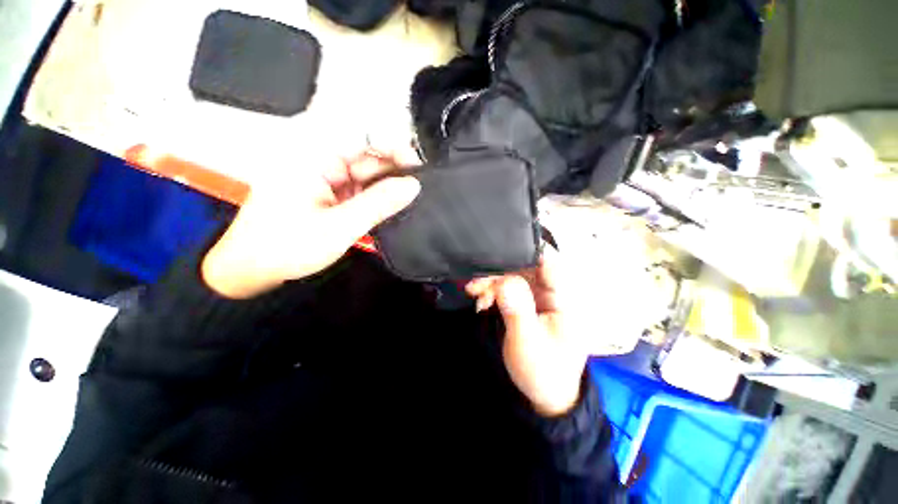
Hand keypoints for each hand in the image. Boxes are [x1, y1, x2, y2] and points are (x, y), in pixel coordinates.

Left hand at [202, 154, 419, 297]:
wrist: (252, 272)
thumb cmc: (288, 246)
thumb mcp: (340, 226)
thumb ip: (379, 203)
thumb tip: (413, 185)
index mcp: (315, 158)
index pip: (363, 140)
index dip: (394, 149)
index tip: (418, 167)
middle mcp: (320, 163)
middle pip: (367, 159)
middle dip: (394, 174)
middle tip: (419, 192)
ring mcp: (325, 181)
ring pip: (365, 178)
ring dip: (386, 190)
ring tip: (409, 203)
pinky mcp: (329, 197)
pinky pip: (359, 192)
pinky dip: (375, 200)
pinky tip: (391, 209)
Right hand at [465, 247, 587, 416]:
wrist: (545, 395)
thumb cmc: (542, 371)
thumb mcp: (526, 343)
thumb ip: (517, 310)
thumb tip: (505, 280)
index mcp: (565, 299)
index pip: (550, 262)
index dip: (525, 250)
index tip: (496, 251)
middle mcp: (555, 292)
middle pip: (527, 267)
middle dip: (499, 271)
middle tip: (476, 282)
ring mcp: (541, 297)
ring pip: (515, 276)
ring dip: (493, 282)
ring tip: (474, 293)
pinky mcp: (529, 303)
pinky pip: (510, 287)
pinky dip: (494, 291)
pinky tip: (482, 301)